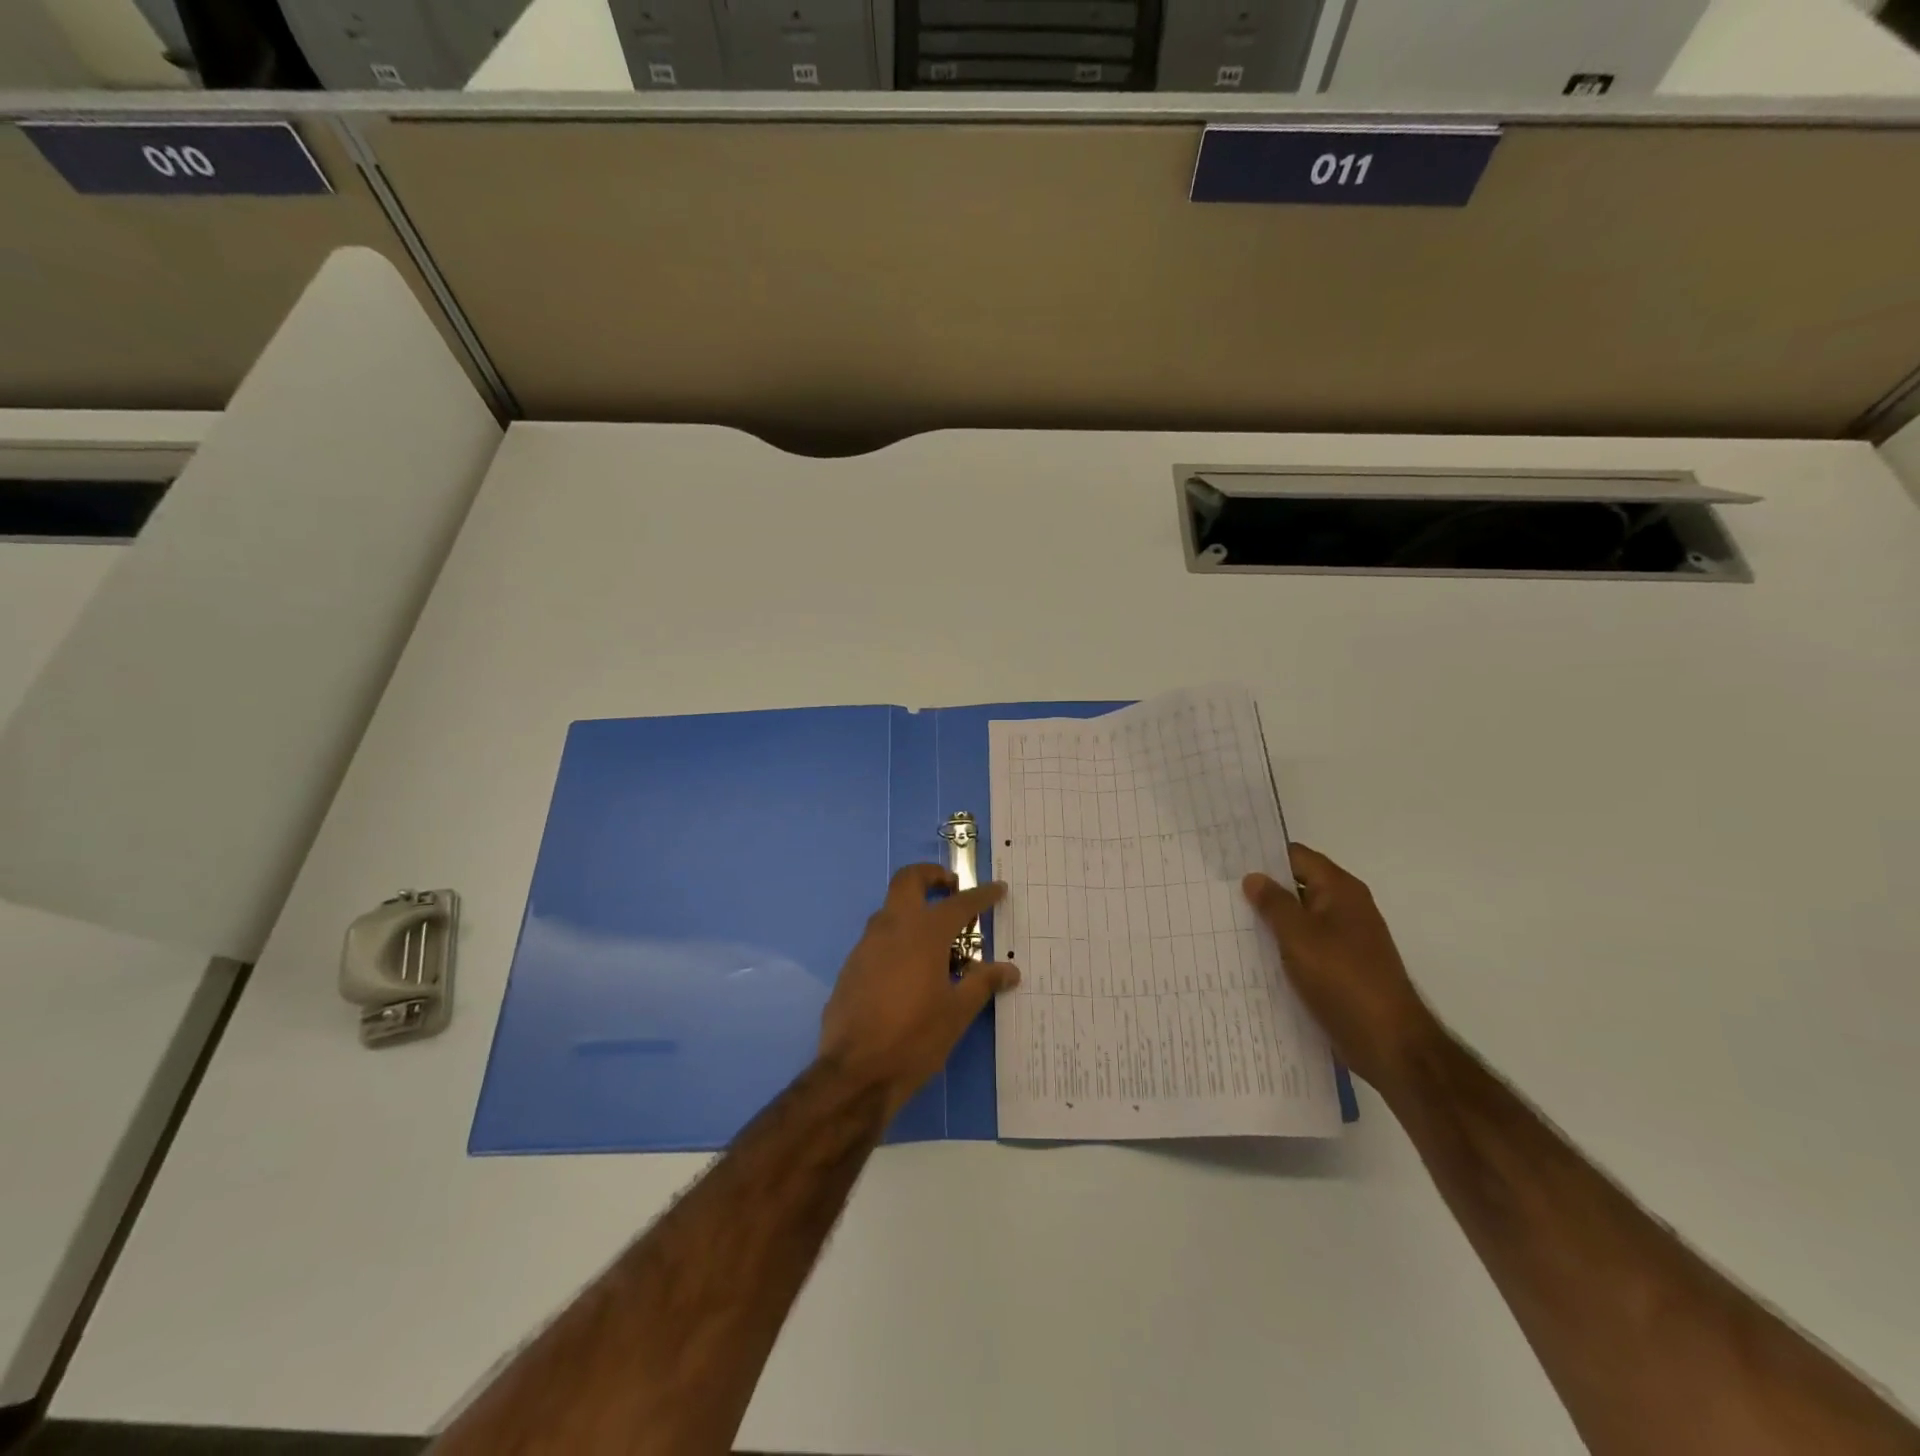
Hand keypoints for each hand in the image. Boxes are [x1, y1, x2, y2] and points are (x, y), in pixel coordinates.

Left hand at [819, 864, 1019, 1115]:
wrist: (854, 1072)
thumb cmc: (914, 1038)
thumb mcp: (957, 1012)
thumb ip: (982, 983)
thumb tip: (1010, 970)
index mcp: (924, 933)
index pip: (959, 903)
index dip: (981, 895)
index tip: (998, 889)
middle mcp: (892, 927)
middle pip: (909, 880)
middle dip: (932, 876)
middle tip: (952, 889)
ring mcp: (867, 944)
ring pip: (890, 909)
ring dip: (914, 909)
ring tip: (938, 940)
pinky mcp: (852, 965)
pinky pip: (879, 938)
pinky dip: (898, 938)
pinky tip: (911, 971)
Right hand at [1244, 844, 1442, 1089]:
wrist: (1389, 1042)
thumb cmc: (1343, 979)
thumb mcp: (1299, 936)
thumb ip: (1274, 904)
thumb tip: (1254, 877)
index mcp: (1340, 890)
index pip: (1296, 857)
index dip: (1263, 856)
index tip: (1228, 860)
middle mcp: (1346, 908)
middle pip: (1298, 885)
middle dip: (1263, 888)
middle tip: (1220, 891)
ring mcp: (1346, 939)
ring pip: (1300, 918)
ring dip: (1271, 920)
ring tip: (1228, 921)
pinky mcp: (1342, 968)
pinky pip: (1306, 945)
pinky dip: (1283, 946)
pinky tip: (1255, 956)